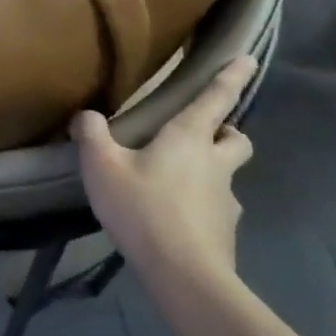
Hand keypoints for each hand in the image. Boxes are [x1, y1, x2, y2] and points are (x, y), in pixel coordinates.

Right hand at [72, 56, 257, 286]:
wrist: (184, 276)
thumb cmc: (144, 209)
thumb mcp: (103, 168)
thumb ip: (92, 135)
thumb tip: (85, 116)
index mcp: (189, 137)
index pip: (217, 98)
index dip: (232, 76)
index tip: (249, 59)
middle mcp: (215, 163)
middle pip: (237, 138)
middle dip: (227, 132)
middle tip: (203, 135)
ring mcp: (226, 200)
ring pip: (228, 176)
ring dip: (212, 172)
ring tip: (176, 185)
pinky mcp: (226, 232)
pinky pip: (217, 210)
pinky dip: (203, 208)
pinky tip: (176, 221)